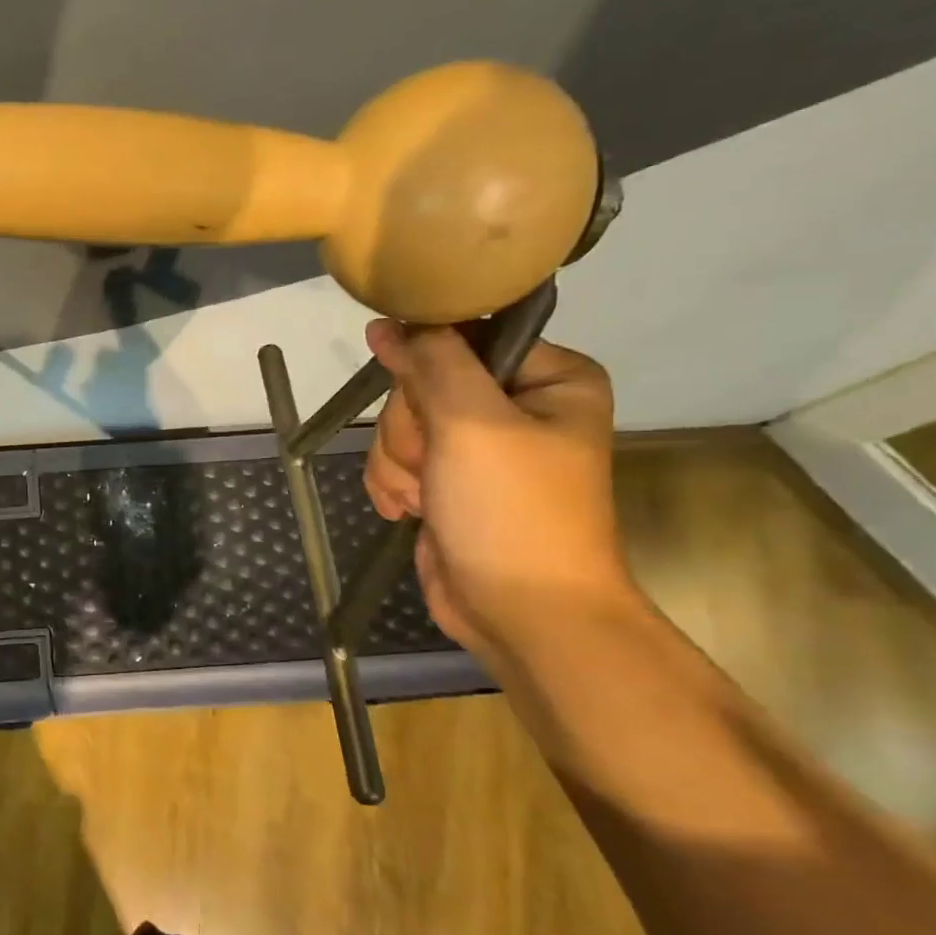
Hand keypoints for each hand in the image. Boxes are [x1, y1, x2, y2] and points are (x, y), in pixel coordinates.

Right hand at [362, 321, 635, 663]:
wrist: (520, 612)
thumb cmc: (512, 511)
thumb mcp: (473, 423)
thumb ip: (431, 363)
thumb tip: (388, 322)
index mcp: (547, 378)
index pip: (462, 340)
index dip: (428, 370)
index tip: (428, 408)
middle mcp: (513, 407)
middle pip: (421, 386)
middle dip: (412, 432)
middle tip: (435, 466)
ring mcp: (475, 448)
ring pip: (399, 426)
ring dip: (398, 465)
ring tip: (427, 498)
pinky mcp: (445, 482)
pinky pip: (393, 461)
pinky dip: (393, 486)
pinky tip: (412, 510)